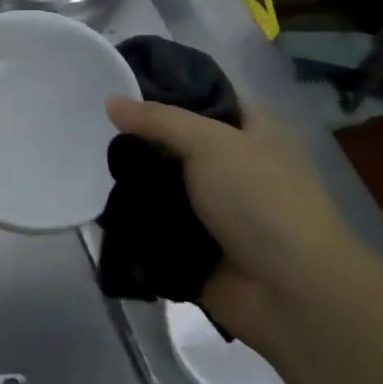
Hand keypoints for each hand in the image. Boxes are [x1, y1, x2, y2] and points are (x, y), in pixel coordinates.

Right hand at [106, 98, 359, 348]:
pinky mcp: (197, 248)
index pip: (204, 99)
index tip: (121, 88)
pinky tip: (99, 207)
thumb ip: (158, 119)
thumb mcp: (209, 142)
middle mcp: (235, 167)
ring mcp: (216, 211)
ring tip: (90, 167)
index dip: (167, 91)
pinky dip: (134, 222)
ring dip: (133, 183)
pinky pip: (157, 227)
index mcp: (252, 133)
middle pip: (177, 144)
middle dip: (141, 142)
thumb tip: (111, 103)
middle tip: (96, 131)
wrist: (292, 294)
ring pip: (163, 186)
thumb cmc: (261, 200)